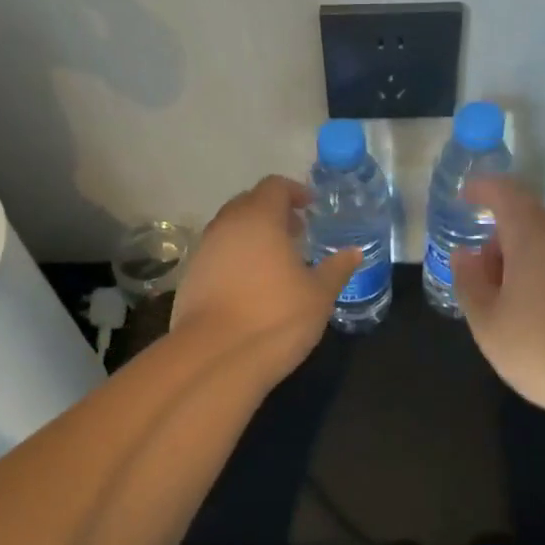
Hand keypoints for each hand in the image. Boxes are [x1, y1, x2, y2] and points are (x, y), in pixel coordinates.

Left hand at [172, 176, 359, 378]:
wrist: (214, 357)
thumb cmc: (275, 317)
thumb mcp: (319, 295)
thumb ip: (337, 268)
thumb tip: (354, 252)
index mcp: (259, 218)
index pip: (274, 186)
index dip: (294, 192)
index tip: (310, 207)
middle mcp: (226, 226)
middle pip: (249, 203)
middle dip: (273, 212)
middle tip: (296, 233)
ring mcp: (202, 252)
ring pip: (230, 230)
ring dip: (252, 236)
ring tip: (276, 261)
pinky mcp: (189, 279)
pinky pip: (217, 255)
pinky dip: (235, 258)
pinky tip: (251, 286)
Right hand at [451, 178, 544, 425]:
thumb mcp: (489, 324)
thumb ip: (470, 283)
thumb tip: (465, 255)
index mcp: (534, 235)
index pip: (505, 193)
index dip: (483, 189)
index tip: (466, 196)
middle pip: (529, 220)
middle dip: (502, 240)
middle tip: (485, 279)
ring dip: (529, 261)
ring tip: (516, 305)